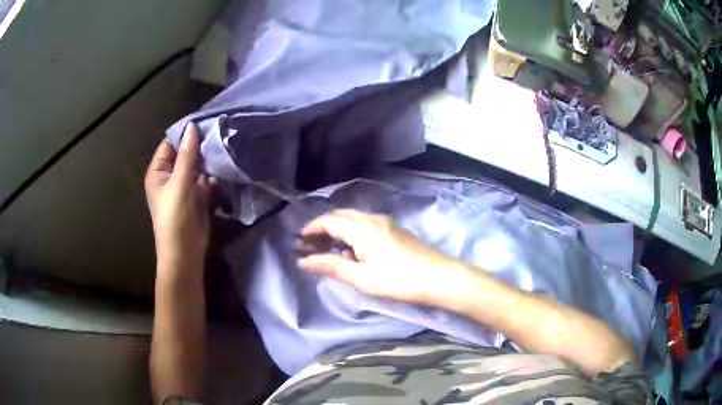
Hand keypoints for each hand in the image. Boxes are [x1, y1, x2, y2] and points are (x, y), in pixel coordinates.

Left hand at [145, 123, 212, 275]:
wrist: (185, 253)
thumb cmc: (175, 218)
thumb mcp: (179, 183)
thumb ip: (187, 155)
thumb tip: (192, 126)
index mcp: (158, 171)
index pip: (170, 143)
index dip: (185, 132)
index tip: (206, 121)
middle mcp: (170, 175)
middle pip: (185, 153)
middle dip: (200, 145)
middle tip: (221, 130)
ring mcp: (184, 186)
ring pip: (197, 166)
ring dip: (209, 158)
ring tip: (226, 143)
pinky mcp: (197, 196)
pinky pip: (206, 179)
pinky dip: (214, 174)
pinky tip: (226, 164)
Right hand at [297, 209, 464, 303]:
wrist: (439, 277)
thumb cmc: (398, 280)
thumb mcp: (361, 278)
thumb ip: (330, 267)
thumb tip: (303, 260)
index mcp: (361, 227)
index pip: (328, 221)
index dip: (311, 229)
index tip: (299, 242)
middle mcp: (372, 218)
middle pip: (341, 216)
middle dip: (323, 227)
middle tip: (311, 245)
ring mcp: (386, 223)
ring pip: (354, 219)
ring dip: (338, 230)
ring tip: (329, 250)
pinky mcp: (396, 230)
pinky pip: (366, 225)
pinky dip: (352, 232)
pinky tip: (354, 252)